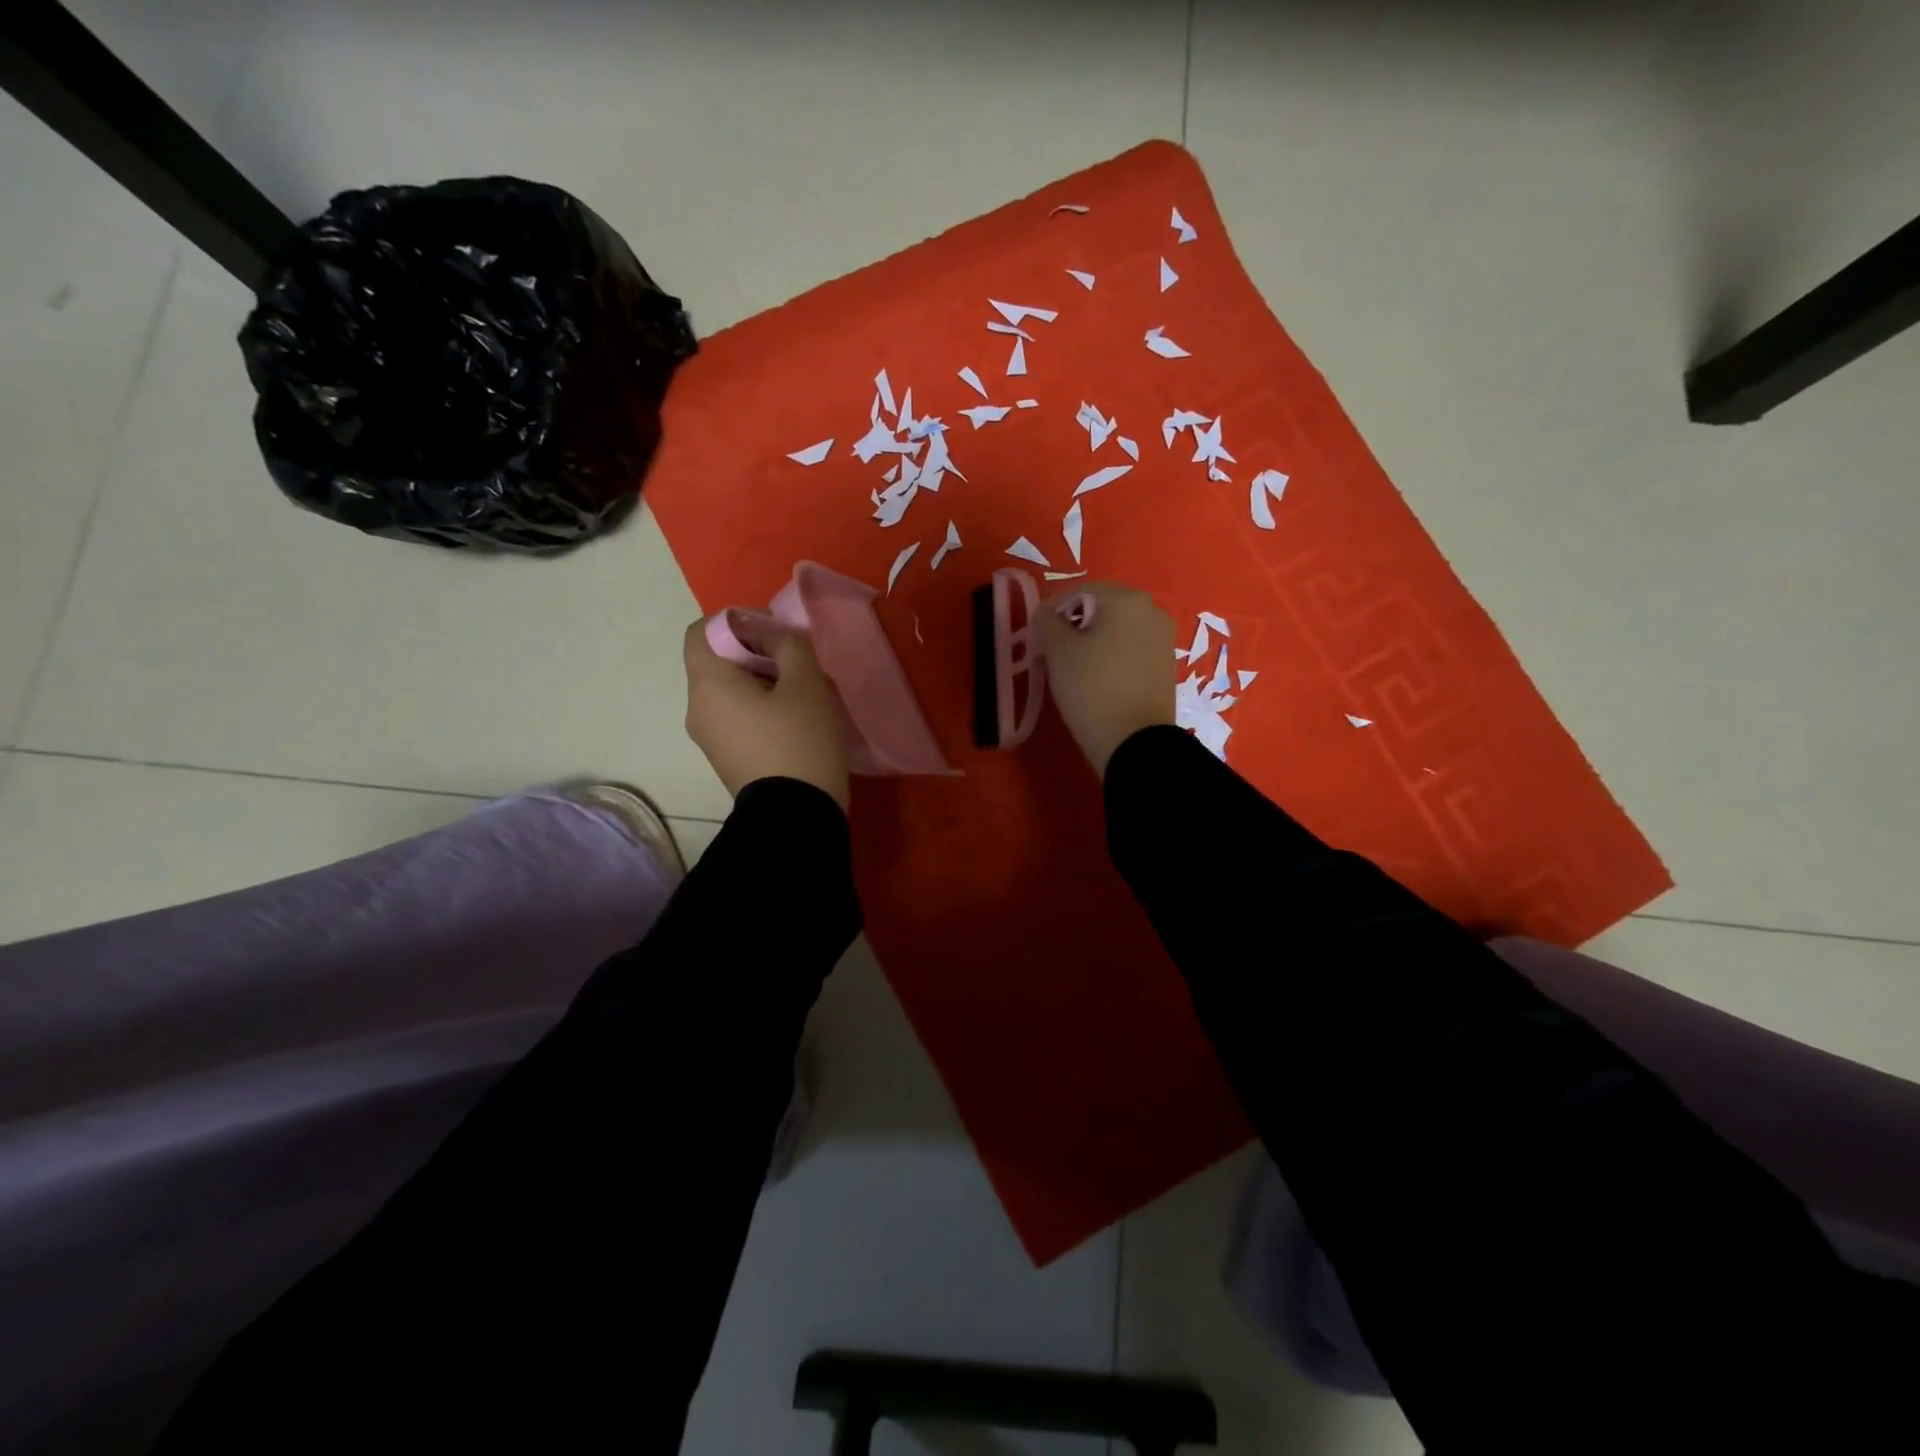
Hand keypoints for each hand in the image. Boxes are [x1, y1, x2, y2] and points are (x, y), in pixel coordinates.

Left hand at [683, 620, 850, 808]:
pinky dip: (760, 707)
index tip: (774, 632)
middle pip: (717, 661)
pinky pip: (736, 717)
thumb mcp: (806, 682)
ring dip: (762, 681)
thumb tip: (771, 635)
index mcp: (707, 684)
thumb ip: (788, 644)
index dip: (736, 620)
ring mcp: (708, 737)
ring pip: (729, 691)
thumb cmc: (800, 740)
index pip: (701, 630)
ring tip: (803, 693)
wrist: (796, 816)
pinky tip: (795, 721)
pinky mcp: (725, 758)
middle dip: (756, 652)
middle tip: (798, 663)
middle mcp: (696, 708)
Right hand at [1034, 581, 1176, 774]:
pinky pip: (1130, 649)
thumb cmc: (1091, 687)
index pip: (1078, 592)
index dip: (1050, 612)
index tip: (1035, 639)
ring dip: (1091, 642)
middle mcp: (1151, 610)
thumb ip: (1045, 622)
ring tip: (1071, 670)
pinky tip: (1096, 680)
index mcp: (1126, 599)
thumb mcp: (1057, 650)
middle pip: (1099, 609)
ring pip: (1116, 630)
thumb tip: (1045, 615)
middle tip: (1050, 654)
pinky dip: (1110, 657)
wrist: (1134, 741)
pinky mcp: (1165, 665)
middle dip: (1072, 627)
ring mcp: (1162, 638)